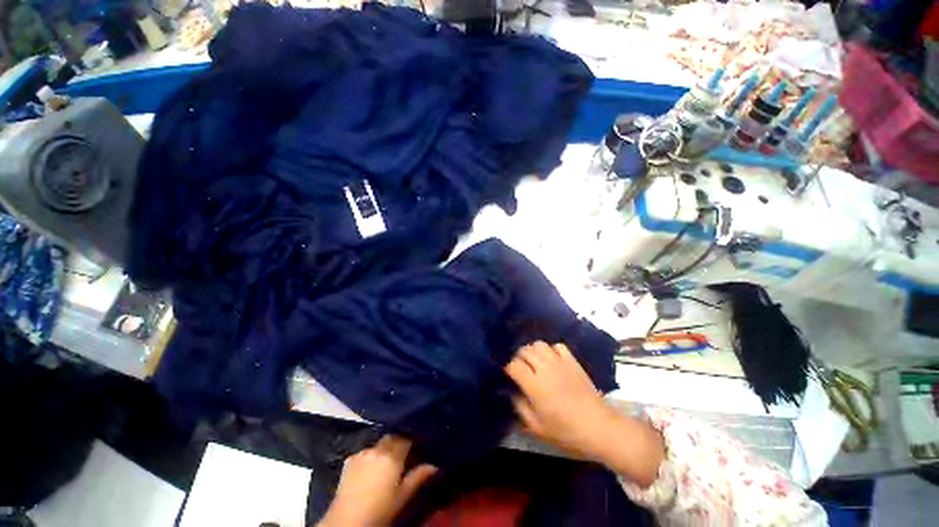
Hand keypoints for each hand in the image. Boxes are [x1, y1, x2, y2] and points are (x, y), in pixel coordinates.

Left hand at [319, 435, 436, 526]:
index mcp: (392, 456)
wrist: (347, 522)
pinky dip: (370, 456)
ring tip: (385, 464)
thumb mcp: (402, 497)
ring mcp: (361, 453)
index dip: (411, 443)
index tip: (415, 449)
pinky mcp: (349, 461)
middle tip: (402, 456)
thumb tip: (434, 466)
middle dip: (397, 443)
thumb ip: (418, 477)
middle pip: (391, 438)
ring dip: (384, 449)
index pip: (406, 439)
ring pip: (378, 444)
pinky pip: (365, 452)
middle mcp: (377, 449)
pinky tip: (370, 469)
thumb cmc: (380, 510)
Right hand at [504, 341, 616, 458]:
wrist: (598, 426)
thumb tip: (512, 392)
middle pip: (524, 351)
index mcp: (534, 385)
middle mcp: (544, 368)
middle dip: (518, 358)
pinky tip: (552, 360)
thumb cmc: (566, 431)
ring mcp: (559, 361)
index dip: (508, 368)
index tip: (509, 375)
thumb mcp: (537, 427)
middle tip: (521, 369)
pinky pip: (557, 345)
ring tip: (534, 362)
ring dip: (533, 351)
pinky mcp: (572, 360)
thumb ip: (520, 407)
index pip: (513, 365)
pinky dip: (551, 350)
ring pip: (539, 344)